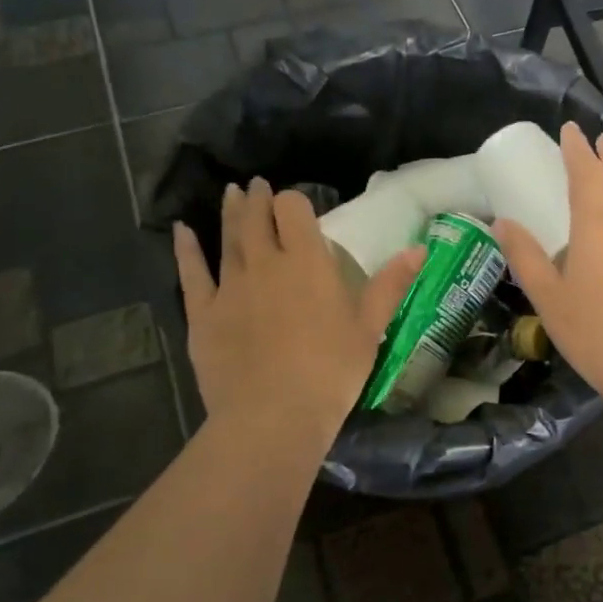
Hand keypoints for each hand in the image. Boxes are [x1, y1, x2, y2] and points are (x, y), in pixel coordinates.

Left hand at [174, 181, 423, 433]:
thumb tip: (419, 248)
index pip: (294, 210)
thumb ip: (391, 284)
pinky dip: (187, 249)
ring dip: (229, 212)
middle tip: (256, 186)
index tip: (296, 206)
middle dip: (258, 198)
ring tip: (230, 193)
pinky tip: (182, 231)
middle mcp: (266, 263)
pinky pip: (192, 272)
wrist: (274, 415)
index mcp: (307, 261)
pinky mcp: (203, 313)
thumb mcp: (370, 328)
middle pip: (257, 217)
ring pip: (228, 238)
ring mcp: (230, 286)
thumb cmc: (332, 371)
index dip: (293, 202)